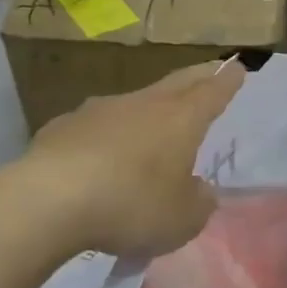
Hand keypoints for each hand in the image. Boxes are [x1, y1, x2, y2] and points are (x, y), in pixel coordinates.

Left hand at [17, 59, 245, 258]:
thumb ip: (198, 204)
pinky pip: (95, 125)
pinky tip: (99, 153)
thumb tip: (199, 191)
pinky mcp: (63, 126)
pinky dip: (106, 132)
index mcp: (180, 119)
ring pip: (134, 101)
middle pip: (177, 83)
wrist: (48, 199)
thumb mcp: (181, 220)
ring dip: (149, 106)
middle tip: (210, 70)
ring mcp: (99, 110)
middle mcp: (143, 104)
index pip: (212, 93)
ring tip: (153, 118)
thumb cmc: (131, 205)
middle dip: (198, 77)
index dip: (227, 82)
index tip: (238, 67)